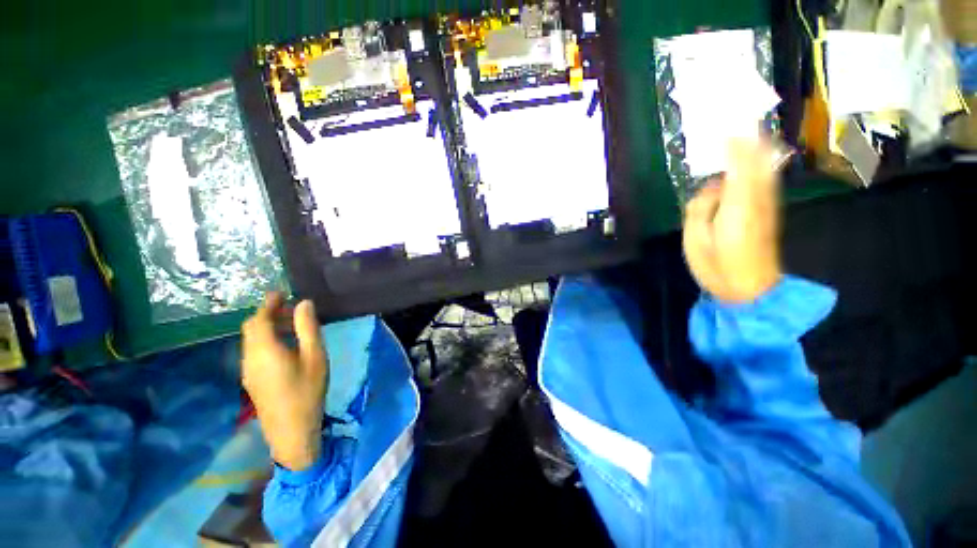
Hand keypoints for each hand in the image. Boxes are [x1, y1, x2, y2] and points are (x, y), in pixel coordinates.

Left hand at [242, 293, 327, 470]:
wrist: (291, 430)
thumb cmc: (307, 390)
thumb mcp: (315, 356)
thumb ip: (308, 328)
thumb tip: (304, 303)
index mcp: (264, 350)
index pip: (258, 319)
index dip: (268, 303)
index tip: (282, 292)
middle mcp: (250, 357)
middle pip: (251, 328)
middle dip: (268, 314)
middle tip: (292, 308)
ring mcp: (248, 370)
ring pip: (252, 340)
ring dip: (268, 327)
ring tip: (293, 326)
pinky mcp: (252, 379)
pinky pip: (254, 351)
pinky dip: (267, 340)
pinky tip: (286, 346)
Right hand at [682, 139, 781, 302]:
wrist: (751, 290)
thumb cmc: (716, 266)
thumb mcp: (695, 240)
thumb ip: (701, 208)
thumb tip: (713, 187)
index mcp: (737, 207)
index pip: (738, 166)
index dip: (733, 145)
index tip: (725, 126)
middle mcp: (758, 200)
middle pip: (758, 163)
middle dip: (752, 139)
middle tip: (744, 117)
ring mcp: (767, 207)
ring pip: (766, 169)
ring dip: (760, 148)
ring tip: (752, 129)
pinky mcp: (769, 213)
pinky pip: (767, 182)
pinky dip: (763, 165)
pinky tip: (761, 157)